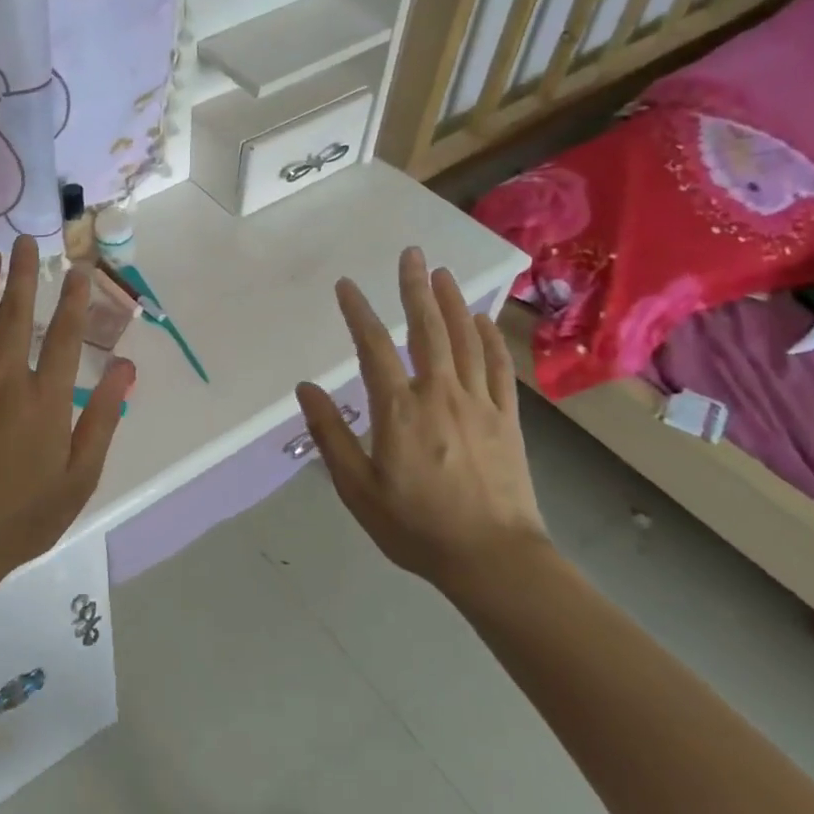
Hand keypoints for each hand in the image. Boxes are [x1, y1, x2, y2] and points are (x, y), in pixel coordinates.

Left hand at [0, 236, 134, 589]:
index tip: (78, 269)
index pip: (66, 335)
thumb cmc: (26, 514)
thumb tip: (126, 366)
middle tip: (24, 241)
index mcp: (46, 398)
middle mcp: (6, 380)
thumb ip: (104, 417)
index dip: (74, 299)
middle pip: (16, 315)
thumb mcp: (81, 474)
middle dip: (23, 274)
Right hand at [296, 247, 546, 593]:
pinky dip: (490, 339)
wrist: (493, 559)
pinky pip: (499, 368)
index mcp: (399, 410)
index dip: (358, 313)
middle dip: (414, 288)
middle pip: (427, 330)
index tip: (346, 285)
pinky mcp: (507, 419)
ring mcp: (479, 404)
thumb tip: (306, 388)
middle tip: (411, 253)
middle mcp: (440, 394)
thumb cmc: (416, 527)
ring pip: (465, 341)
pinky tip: (483, 320)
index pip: (373, 347)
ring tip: (442, 273)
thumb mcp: (357, 488)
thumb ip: (330, 434)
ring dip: (452, 302)